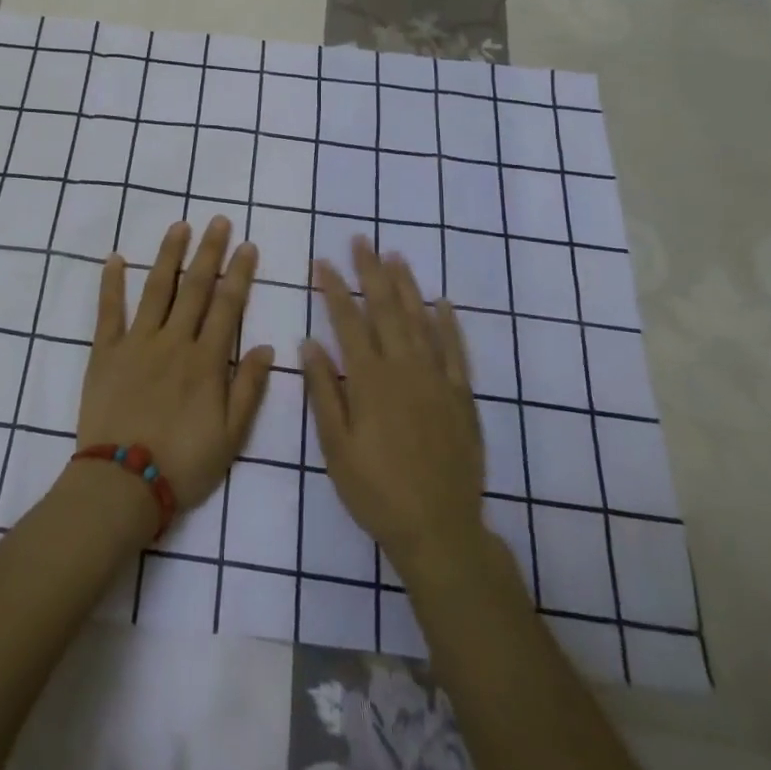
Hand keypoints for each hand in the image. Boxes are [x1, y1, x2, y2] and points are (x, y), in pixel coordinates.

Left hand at [76, 218, 274, 514]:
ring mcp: (137, 342)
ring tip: (179, 226)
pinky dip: (111, 283)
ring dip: (168, 254)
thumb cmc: (183, 463)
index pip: (227, 306)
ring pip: (156, 288)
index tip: (247, 245)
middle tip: (218, 220)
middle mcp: (173, 341)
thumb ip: (249, 388)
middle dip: (209, 251)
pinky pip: (108, 311)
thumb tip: (269, 347)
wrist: (122, 484)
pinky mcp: (105, 352)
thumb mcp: (231, 437)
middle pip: (195, 287)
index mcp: (206, 361)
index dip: (239, 274)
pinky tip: (114, 258)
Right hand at [305, 238, 487, 578]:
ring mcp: (437, 380)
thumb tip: (309, 343)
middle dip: (371, 272)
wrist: (439, 529)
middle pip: (386, 309)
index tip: (322, 261)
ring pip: (421, 321)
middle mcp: (404, 369)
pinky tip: (442, 303)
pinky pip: (456, 351)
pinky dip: (449, 324)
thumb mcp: (336, 446)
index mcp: (370, 380)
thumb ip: (324, 391)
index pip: (348, 321)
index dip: (334, 288)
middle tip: (362, 240)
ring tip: (395, 257)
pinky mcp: (462, 397)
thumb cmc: (376, 490)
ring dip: (407, 286)